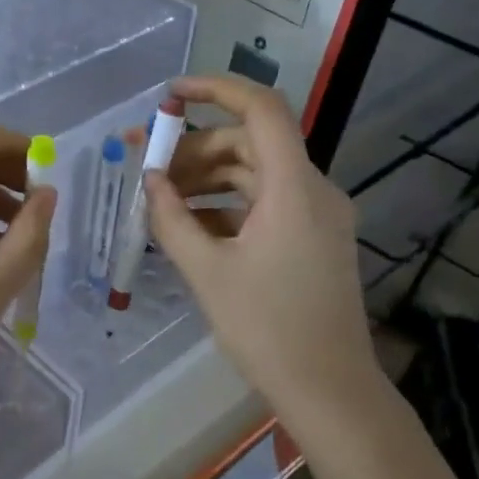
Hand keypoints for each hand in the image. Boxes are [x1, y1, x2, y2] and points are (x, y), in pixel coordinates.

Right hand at [145, 75, 382, 418]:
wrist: (328, 388)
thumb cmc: (266, 329)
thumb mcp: (207, 272)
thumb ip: (171, 219)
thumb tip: (150, 181)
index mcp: (295, 188)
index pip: (261, 110)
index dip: (215, 90)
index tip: (169, 96)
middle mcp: (314, 190)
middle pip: (252, 144)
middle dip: (197, 149)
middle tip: (150, 170)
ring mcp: (318, 215)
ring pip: (257, 174)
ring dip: (209, 179)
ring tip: (163, 201)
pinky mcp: (315, 239)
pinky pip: (267, 204)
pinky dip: (229, 205)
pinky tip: (192, 227)